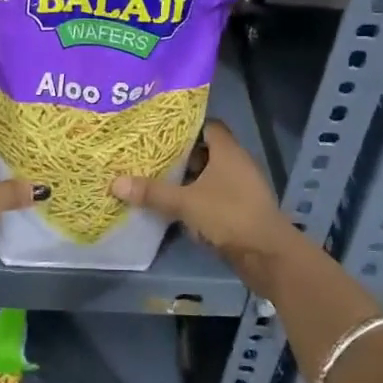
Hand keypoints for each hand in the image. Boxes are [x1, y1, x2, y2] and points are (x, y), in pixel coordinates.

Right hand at [111, 121, 300, 265]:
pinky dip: (195, 198)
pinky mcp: (240, 210)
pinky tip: (173, 205)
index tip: (160, 129)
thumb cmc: (229, 216)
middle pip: (205, 151)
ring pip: (208, 176)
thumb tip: (114, 182)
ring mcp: (240, 188)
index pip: (208, 125)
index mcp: (228, 151)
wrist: (268, 256)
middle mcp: (236, 164)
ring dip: (187, 178)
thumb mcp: (186, 202)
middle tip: (149, 153)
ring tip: (155, 177)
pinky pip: (213, 196)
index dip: (185, 125)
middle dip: (179, 154)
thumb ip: (153, 192)